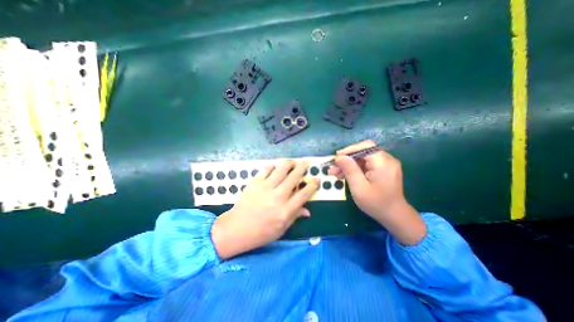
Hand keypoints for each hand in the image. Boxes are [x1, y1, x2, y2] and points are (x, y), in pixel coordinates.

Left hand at [210, 159, 317, 259]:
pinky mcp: (254, 183)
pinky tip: (275, 167)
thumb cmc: (261, 233)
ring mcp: (265, 188)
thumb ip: (295, 216)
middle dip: (302, 167)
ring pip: (281, 169)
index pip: (304, 194)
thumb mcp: (281, 229)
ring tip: (292, 162)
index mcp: (285, 210)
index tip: (316, 179)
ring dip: (289, 163)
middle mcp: (277, 197)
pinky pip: (266, 169)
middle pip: (294, 177)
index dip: (312, 185)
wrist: (236, 229)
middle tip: (306, 162)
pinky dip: (272, 166)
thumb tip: (307, 210)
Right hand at [327, 140, 424, 243]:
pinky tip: (344, 175)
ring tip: (335, 173)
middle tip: (333, 168)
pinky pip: (365, 165)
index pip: (365, 147)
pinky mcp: (382, 170)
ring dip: (348, 165)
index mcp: (383, 162)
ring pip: (362, 159)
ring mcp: (384, 165)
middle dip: (346, 159)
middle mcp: (386, 160)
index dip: (349, 150)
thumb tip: (339, 157)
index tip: (336, 158)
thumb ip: (350, 170)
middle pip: (362, 153)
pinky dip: (354, 169)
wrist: (394, 216)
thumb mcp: (359, 188)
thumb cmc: (376, 203)